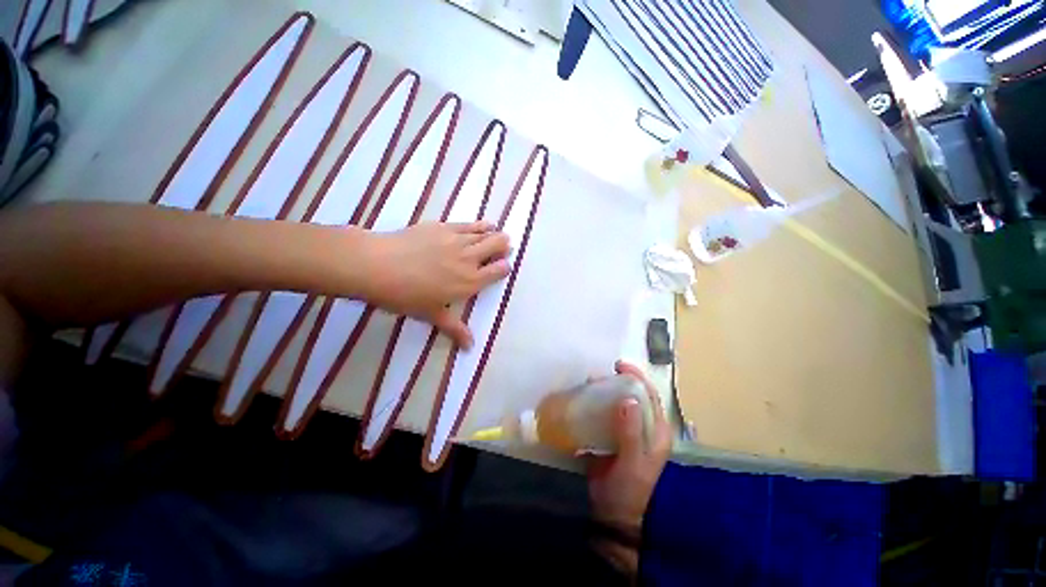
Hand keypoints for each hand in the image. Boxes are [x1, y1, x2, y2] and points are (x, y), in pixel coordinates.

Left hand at [363, 221, 510, 347]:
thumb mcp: (432, 314)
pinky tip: (485, 224)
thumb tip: (470, 347)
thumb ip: (455, 328)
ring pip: (485, 233)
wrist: (378, 265)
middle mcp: (469, 259)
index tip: (504, 267)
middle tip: (504, 247)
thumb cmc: (406, 295)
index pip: (498, 271)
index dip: (504, 267)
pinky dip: (480, 224)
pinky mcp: (444, 226)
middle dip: (504, 247)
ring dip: (494, 234)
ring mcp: (457, 240)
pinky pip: (469, 224)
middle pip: (497, 246)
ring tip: (498, 234)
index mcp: (470, 282)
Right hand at [587, 361, 670, 574]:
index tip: (619, 366)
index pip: (650, 396)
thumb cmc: (628, 492)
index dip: (637, 377)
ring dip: (604, 391)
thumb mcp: (632, 464)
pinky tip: (582, 400)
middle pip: (633, 395)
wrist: (611, 515)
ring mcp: (625, 431)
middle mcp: (643, 427)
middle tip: (598, 376)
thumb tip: (628, 399)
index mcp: (656, 432)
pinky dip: (594, 404)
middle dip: (617, 381)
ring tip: (588, 384)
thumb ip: (631, 434)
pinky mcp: (610, 436)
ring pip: (617, 403)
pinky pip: (603, 413)